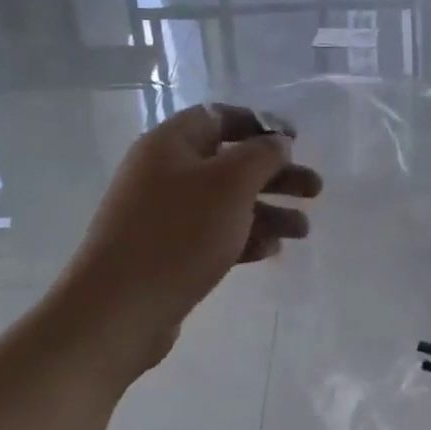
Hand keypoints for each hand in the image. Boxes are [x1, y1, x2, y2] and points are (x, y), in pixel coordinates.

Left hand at [56, 103, 321, 377]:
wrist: (116, 312)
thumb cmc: (178, 234)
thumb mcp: (231, 184)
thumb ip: (263, 155)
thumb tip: (278, 142)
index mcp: (170, 145)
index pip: (220, 116)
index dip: (261, 124)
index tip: (296, 140)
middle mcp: (164, 173)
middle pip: (231, 162)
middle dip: (276, 175)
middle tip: (314, 190)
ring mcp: (162, 215)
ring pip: (227, 202)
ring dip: (268, 211)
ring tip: (302, 232)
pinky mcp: (165, 252)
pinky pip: (213, 234)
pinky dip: (245, 237)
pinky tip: (271, 251)